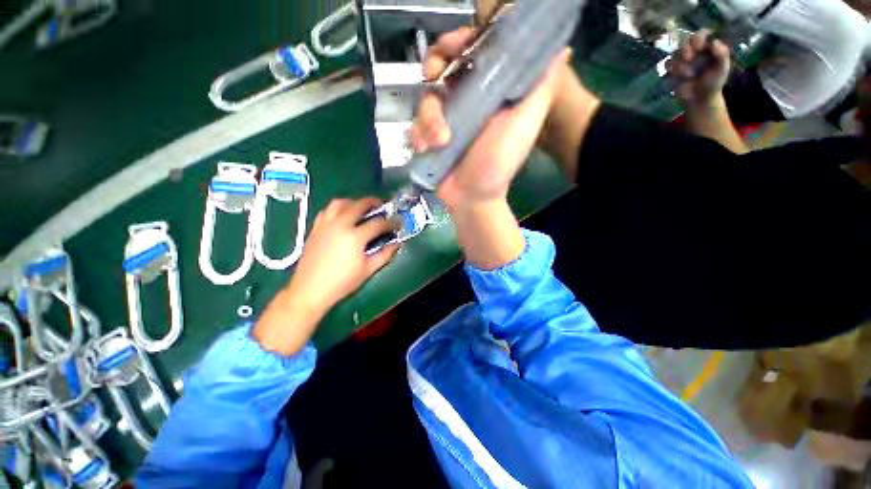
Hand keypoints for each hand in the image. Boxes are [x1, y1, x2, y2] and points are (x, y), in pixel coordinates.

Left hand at [287, 197, 398, 311]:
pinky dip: (337, 209)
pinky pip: (327, 211)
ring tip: (360, 207)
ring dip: (353, 202)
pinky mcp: (315, 228)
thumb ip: (385, 254)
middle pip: (359, 205)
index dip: (391, 221)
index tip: (398, 221)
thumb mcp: (368, 270)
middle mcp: (340, 225)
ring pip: (339, 203)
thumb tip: (397, 243)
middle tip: (381, 205)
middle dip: (373, 202)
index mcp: (356, 236)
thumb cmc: (342, 282)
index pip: (378, 223)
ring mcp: (326, 225)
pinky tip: (342, 216)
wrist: (310, 290)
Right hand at [410, 28, 571, 209]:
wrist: (473, 197)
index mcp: (489, 92)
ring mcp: (445, 119)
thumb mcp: (525, 124)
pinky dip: (418, 135)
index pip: (473, 52)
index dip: (461, 42)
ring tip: (440, 141)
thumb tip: (561, 49)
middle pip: (442, 67)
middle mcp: (466, 100)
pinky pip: (416, 124)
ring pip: (426, 98)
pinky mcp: (430, 137)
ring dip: (429, 118)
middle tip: (433, 76)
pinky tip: (427, 149)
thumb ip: (540, 89)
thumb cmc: (500, 163)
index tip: (454, 46)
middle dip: (434, 68)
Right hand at [666, 29, 729, 107]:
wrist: (700, 99)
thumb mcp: (722, 68)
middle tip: (689, 58)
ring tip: (688, 75)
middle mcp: (694, 50)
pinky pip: (667, 64)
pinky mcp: (672, 69)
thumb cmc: (713, 83)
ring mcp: (682, 59)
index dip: (699, 37)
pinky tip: (678, 78)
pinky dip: (671, 70)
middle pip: (685, 40)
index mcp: (708, 47)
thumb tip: (714, 42)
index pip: (702, 34)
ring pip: (675, 53)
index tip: (699, 47)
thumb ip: (722, 54)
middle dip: (685, 49)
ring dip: (680, 64)